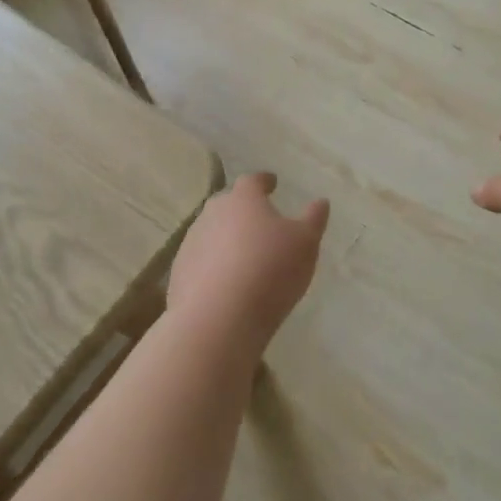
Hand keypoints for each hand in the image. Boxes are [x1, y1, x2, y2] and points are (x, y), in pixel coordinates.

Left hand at [168, 172, 328, 358]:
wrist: (218, 320)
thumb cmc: (269, 270)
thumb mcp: (305, 243)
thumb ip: (313, 220)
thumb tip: (320, 202)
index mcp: (243, 199)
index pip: (253, 181)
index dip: (264, 181)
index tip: (272, 183)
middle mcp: (213, 213)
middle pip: (228, 205)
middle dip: (243, 210)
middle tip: (260, 222)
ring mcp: (191, 243)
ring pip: (212, 233)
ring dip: (227, 239)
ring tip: (244, 257)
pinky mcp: (179, 274)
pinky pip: (201, 262)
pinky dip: (213, 266)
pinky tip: (226, 284)